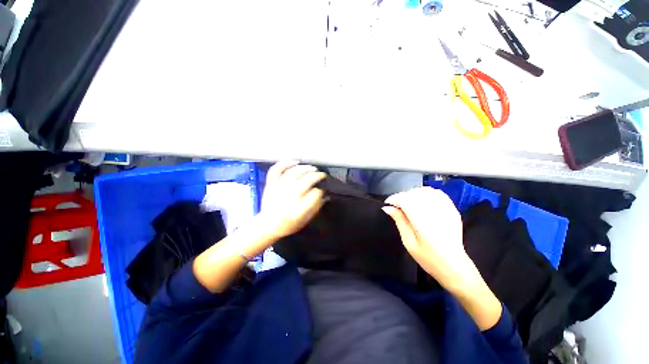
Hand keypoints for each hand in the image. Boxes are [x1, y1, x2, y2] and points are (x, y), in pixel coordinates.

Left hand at [259, 161, 326, 239]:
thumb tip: (325, 194)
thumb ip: (316, 207)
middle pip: (306, 180)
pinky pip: (276, 169)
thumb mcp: (305, 220)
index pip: (314, 194)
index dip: (321, 190)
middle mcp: (288, 197)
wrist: (267, 225)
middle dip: (317, 176)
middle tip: (322, 175)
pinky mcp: (270, 184)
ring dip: (305, 168)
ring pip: (293, 172)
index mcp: (297, 210)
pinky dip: (285, 163)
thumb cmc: (288, 224)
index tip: (323, 189)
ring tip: (312, 168)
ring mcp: (277, 189)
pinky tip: (295, 162)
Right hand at [382, 187, 476, 291]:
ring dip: (413, 193)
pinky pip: (437, 193)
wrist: (454, 266)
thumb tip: (387, 208)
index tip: (388, 203)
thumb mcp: (409, 242)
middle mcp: (436, 213)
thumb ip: (399, 221)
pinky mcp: (452, 209)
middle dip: (402, 196)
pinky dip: (426, 193)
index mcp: (424, 223)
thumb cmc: (429, 258)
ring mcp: (447, 210)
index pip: (406, 200)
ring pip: (426, 191)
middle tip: (396, 205)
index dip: (394, 198)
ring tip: (407, 202)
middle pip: (415, 194)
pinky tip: (421, 200)